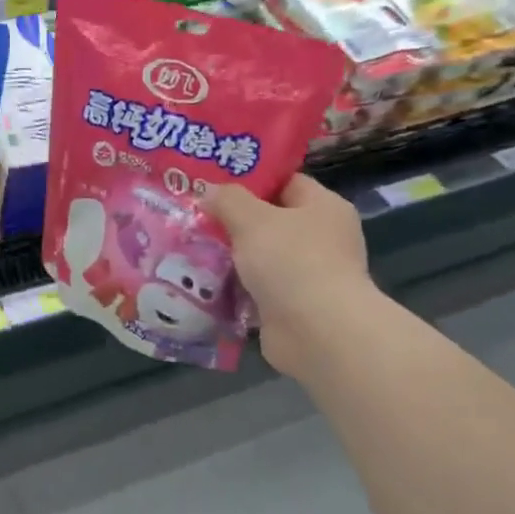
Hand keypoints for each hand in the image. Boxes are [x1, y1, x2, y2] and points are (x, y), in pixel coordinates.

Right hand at [205, 176, 371, 379]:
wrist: (317, 333)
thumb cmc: (291, 261)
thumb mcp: (252, 218)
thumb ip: (228, 199)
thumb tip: (210, 192)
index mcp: (324, 207)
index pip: (285, 182)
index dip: (250, 180)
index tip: (213, 182)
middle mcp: (322, 239)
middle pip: (270, 220)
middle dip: (233, 221)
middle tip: (194, 215)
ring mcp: (309, 275)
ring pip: (261, 257)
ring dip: (231, 256)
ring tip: (190, 247)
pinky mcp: (293, 307)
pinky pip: (257, 289)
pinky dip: (235, 287)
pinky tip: (203, 282)